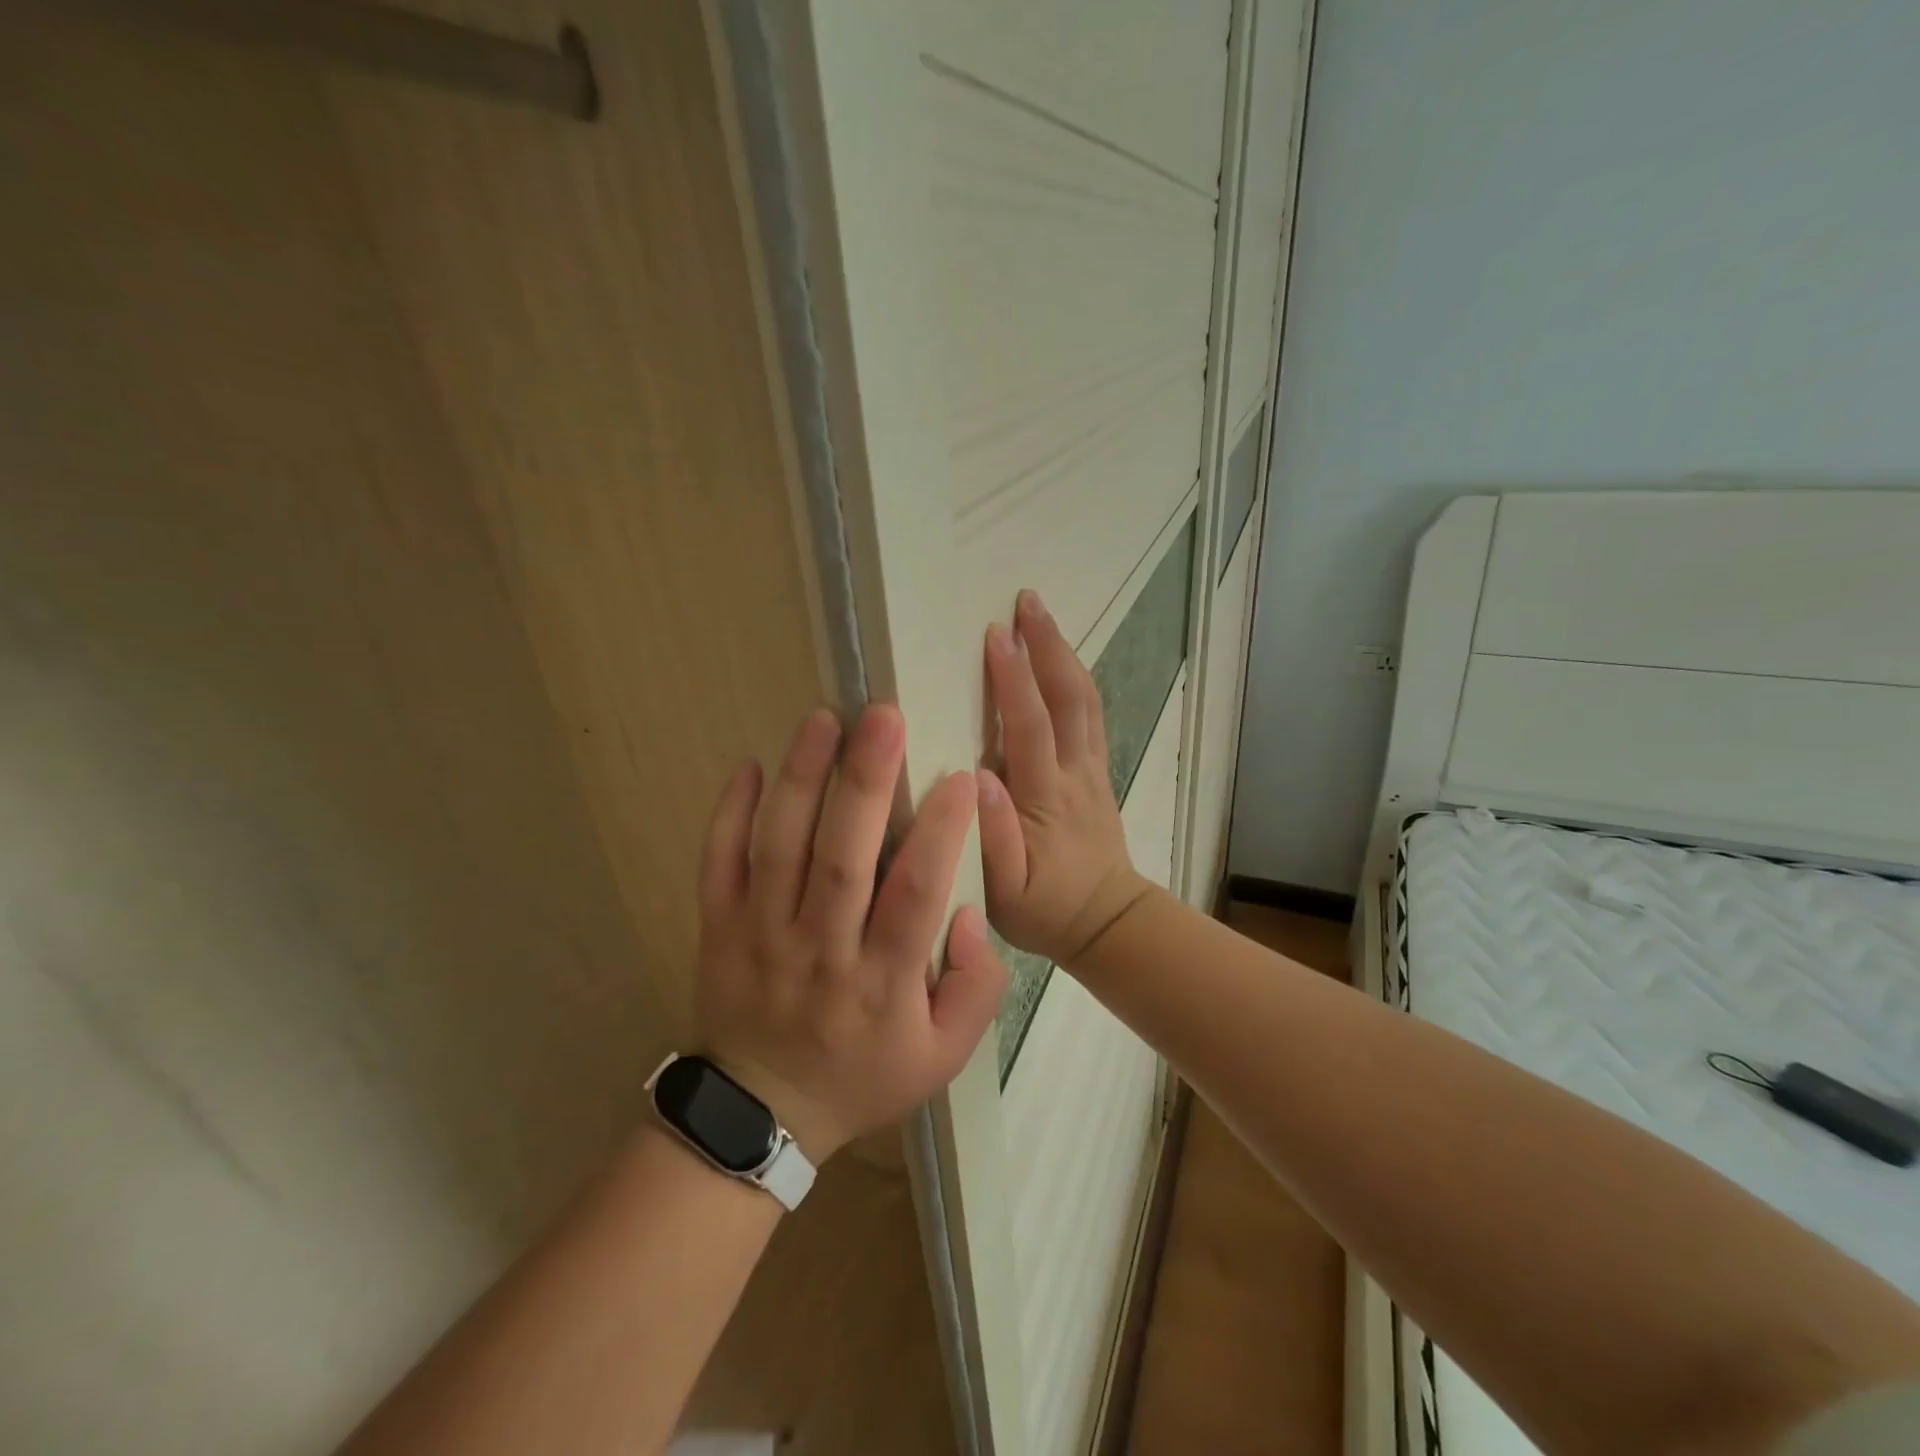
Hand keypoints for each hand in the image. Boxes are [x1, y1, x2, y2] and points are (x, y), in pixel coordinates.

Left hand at [695, 704, 1006, 1162]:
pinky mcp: (717, 928)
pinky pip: (719, 863)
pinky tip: (750, 765)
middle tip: (883, 717)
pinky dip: (729, 814)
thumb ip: (976, 988)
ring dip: (801, 779)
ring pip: (780, 847)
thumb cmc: (862, 1075)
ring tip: (823, 720)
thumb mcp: (943, 1057)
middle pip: (842, 858)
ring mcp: (760, 935)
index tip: (959, 776)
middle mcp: (819, 950)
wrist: (762, 1113)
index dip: (939, 834)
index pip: (914, 896)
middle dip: (865, 783)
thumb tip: (968, 912)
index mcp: (880, 982)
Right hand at [976, 590, 1153, 966]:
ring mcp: (1092, 769)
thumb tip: (979, 775)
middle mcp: (1074, 773)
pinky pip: (1091, 715)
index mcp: (1045, 799)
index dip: (1013, 679)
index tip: (995, 634)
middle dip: (1047, 645)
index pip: (1030, 727)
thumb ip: (992, 837)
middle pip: (1067, 698)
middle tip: (1026, 600)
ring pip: (1084, 700)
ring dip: (1063, 653)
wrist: (1107, 922)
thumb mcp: (1005, 893)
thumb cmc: (1044, 910)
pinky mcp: (1098, 772)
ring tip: (1040, 615)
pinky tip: (1061, 656)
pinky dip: (1075, 677)